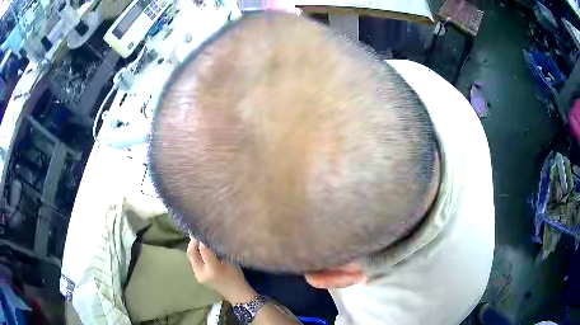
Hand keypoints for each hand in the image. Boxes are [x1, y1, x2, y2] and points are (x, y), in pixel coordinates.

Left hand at [187, 238, 256, 303]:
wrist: (236, 294)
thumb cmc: (237, 276)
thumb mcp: (231, 261)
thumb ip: (219, 249)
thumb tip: (211, 235)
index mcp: (213, 269)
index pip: (203, 249)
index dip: (202, 238)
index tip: (204, 228)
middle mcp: (201, 273)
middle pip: (191, 253)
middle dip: (193, 241)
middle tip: (197, 232)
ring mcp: (198, 275)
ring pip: (191, 257)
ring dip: (193, 247)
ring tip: (199, 239)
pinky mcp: (198, 276)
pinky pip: (193, 261)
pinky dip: (195, 253)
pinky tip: (201, 249)